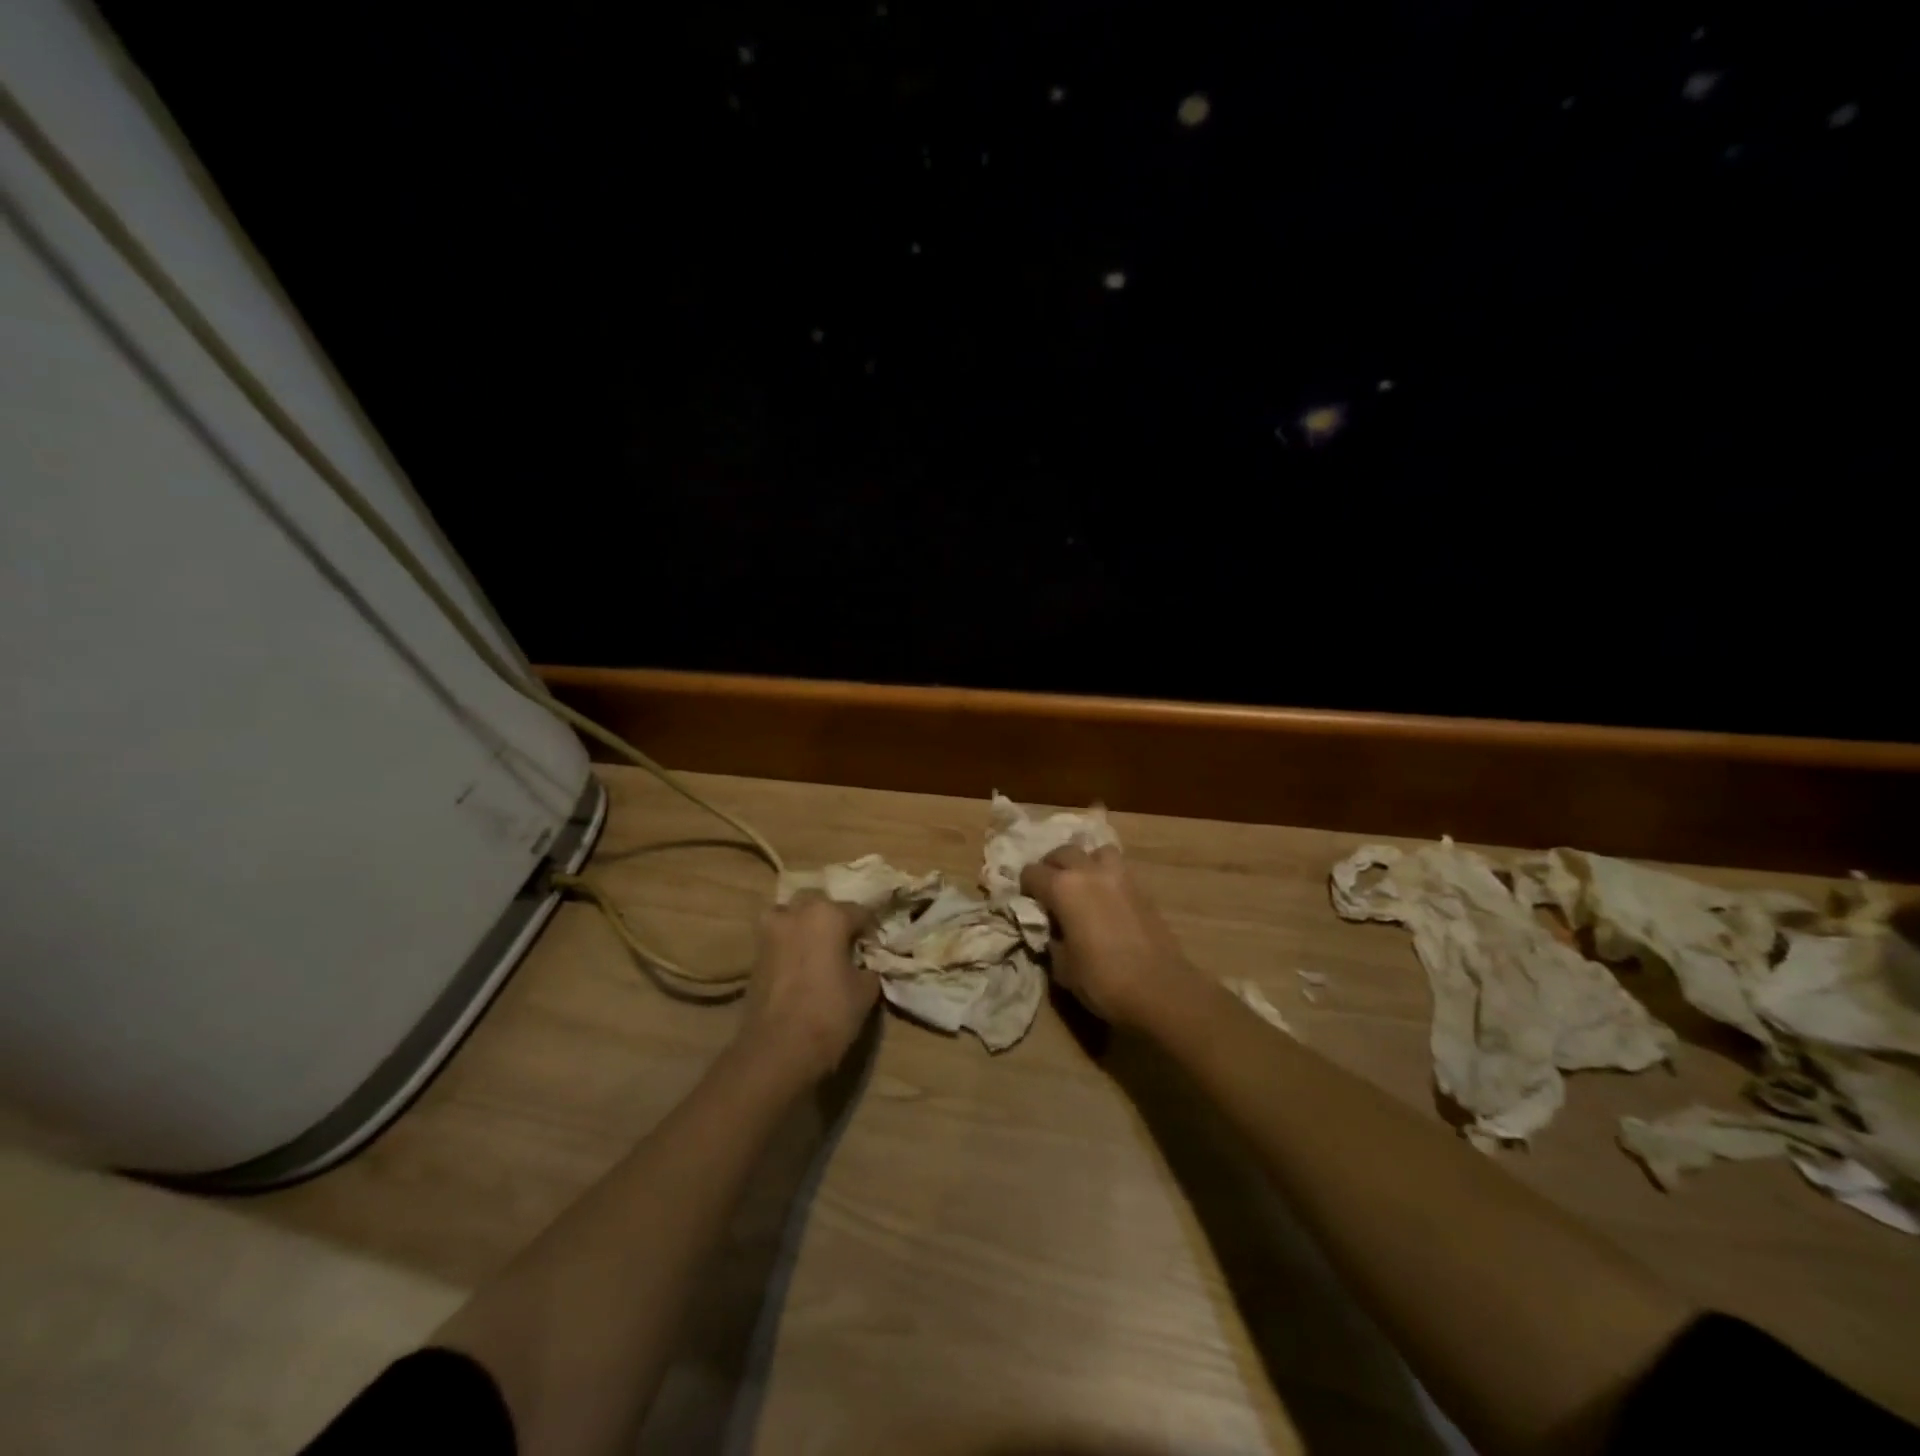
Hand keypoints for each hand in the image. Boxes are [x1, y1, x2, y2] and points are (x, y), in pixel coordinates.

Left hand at [738, 891, 878, 1083]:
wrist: (777, 1049)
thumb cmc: (829, 1014)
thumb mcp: (865, 991)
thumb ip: (869, 967)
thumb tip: (865, 964)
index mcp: (828, 914)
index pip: (859, 912)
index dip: (870, 930)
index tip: (875, 948)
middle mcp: (797, 913)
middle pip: (820, 904)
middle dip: (833, 918)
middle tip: (845, 943)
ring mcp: (771, 931)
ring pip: (791, 914)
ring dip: (804, 924)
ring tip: (817, 949)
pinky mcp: (754, 953)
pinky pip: (777, 937)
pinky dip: (789, 944)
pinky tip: (800, 965)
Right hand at [1020, 846, 1204, 1029]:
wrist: (1159, 990)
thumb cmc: (1102, 980)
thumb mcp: (1062, 966)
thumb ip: (1051, 938)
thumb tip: (1053, 929)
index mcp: (1063, 887)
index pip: (1032, 873)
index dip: (1026, 887)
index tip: (1029, 904)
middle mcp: (1089, 871)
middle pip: (1063, 852)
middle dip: (1052, 868)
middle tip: (1051, 891)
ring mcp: (1119, 876)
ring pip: (1096, 852)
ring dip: (1085, 863)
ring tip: (1083, 886)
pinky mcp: (1142, 888)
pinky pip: (1118, 869)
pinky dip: (1107, 876)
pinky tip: (1106, 900)